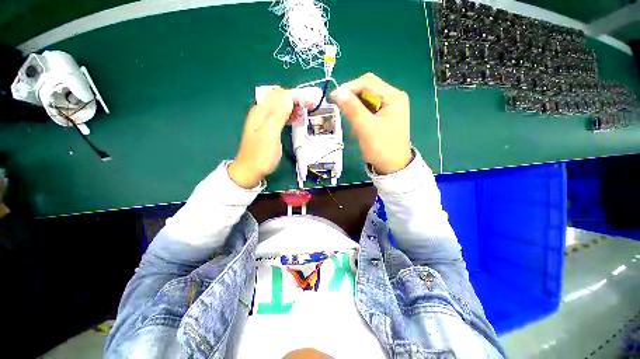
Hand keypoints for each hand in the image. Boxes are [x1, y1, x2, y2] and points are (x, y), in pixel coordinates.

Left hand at [229, 87, 320, 187]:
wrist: (250, 170)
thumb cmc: (261, 155)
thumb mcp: (270, 134)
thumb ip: (278, 114)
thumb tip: (289, 97)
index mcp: (261, 110)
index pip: (281, 95)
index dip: (297, 96)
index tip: (311, 101)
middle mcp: (261, 111)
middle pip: (280, 98)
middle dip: (296, 98)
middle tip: (311, 105)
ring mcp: (263, 119)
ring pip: (280, 106)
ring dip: (293, 105)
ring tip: (305, 110)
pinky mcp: (267, 127)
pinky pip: (279, 115)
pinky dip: (289, 114)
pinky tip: (295, 118)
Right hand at [330, 73, 411, 174]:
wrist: (393, 167)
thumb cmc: (381, 147)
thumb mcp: (365, 127)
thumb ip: (352, 108)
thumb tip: (338, 92)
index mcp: (393, 96)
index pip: (367, 82)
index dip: (348, 87)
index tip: (333, 97)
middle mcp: (393, 97)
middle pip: (367, 89)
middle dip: (352, 98)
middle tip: (341, 110)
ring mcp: (390, 107)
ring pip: (367, 99)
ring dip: (355, 108)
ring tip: (352, 123)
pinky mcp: (385, 116)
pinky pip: (369, 109)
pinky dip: (360, 115)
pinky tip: (358, 126)